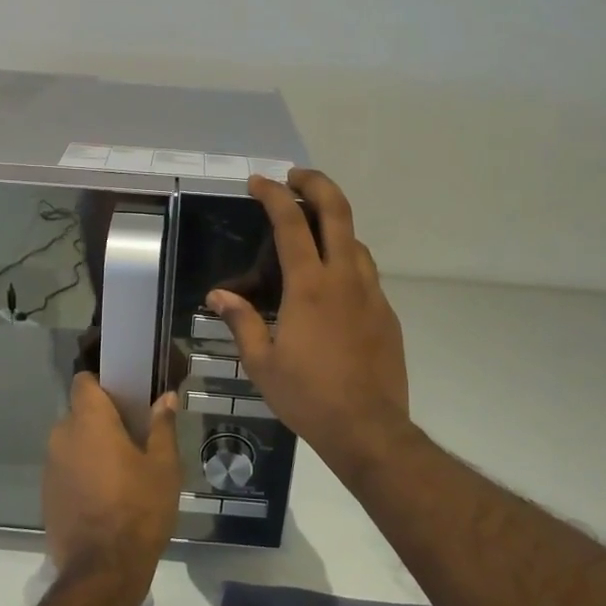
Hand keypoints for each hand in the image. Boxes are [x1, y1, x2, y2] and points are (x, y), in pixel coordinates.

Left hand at [43, 375, 182, 580]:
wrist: (103, 570)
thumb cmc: (139, 509)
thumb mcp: (163, 467)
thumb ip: (162, 427)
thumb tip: (165, 397)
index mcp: (89, 422)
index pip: (84, 382)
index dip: (102, 384)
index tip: (124, 396)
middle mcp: (62, 437)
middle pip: (79, 414)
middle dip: (101, 421)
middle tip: (131, 438)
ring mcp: (50, 468)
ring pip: (71, 443)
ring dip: (90, 449)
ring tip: (120, 471)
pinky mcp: (46, 496)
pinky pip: (65, 470)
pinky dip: (81, 474)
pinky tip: (104, 497)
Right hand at [207, 170, 415, 485]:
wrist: (369, 428)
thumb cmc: (308, 396)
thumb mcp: (262, 363)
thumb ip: (241, 322)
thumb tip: (218, 295)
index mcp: (309, 286)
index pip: (291, 222)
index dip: (273, 194)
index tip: (258, 181)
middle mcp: (344, 278)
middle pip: (338, 211)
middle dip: (316, 183)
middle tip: (296, 177)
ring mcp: (371, 293)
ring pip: (356, 241)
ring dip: (334, 224)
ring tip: (311, 232)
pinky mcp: (386, 313)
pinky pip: (365, 273)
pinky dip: (346, 260)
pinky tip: (331, 284)